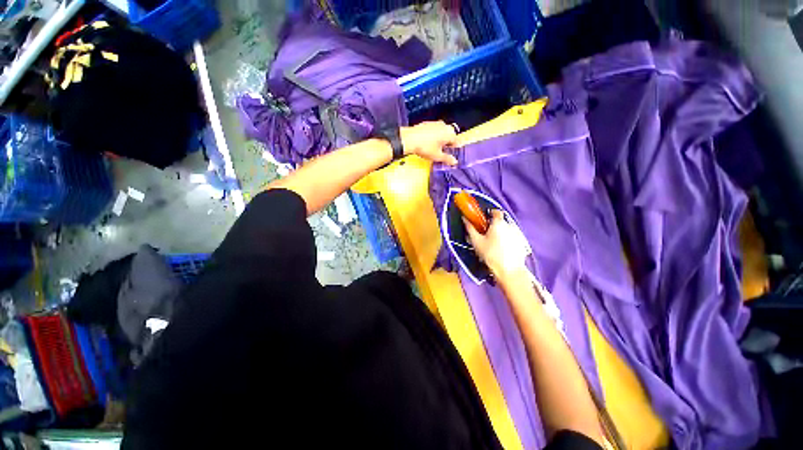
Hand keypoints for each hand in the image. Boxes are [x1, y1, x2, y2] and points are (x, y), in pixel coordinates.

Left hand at [400, 121, 457, 164]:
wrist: (409, 139)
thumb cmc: (425, 147)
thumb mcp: (437, 156)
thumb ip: (447, 159)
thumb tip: (454, 162)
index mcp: (449, 134)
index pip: (457, 141)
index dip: (455, 149)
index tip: (452, 154)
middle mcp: (444, 126)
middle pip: (450, 136)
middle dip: (448, 144)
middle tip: (443, 152)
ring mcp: (436, 123)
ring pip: (442, 132)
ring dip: (441, 139)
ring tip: (435, 148)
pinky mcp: (428, 123)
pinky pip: (435, 130)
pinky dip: (434, 136)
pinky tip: (428, 142)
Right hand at [463, 210, 530, 282]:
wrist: (508, 271)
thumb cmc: (490, 254)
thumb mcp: (476, 241)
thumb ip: (470, 228)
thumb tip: (464, 219)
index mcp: (499, 223)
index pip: (496, 211)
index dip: (489, 214)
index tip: (484, 220)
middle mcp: (510, 225)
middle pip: (501, 221)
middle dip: (494, 226)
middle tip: (486, 234)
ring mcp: (518, 234)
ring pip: (507, 230)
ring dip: (501, 233)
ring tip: (494, 243)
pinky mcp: (522, 243)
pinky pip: (513, 237)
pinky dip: (507, 240)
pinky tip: (502, 249)